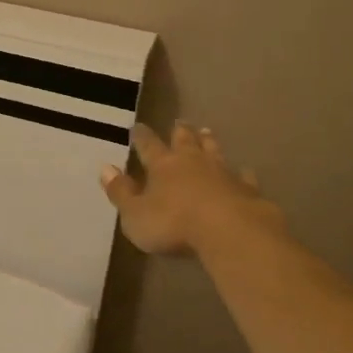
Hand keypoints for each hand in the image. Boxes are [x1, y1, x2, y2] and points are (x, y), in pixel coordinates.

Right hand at [101, 122, 279, 256]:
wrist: (230, 231)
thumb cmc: (174, 224)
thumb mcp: (135, 215)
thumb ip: (121, 192)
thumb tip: (105, 168)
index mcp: (162, 166)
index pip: (148, 146)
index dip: (141, 137)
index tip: (137, 126)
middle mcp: (192, 162)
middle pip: (185, 141)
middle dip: (180, 132)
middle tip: (179, 122)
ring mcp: (222, 172)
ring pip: (214, 150)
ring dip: (208, 142)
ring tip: (206, 132)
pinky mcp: (247, 189)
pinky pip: (243, 176)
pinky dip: (241, 173)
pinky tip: (244, 171)